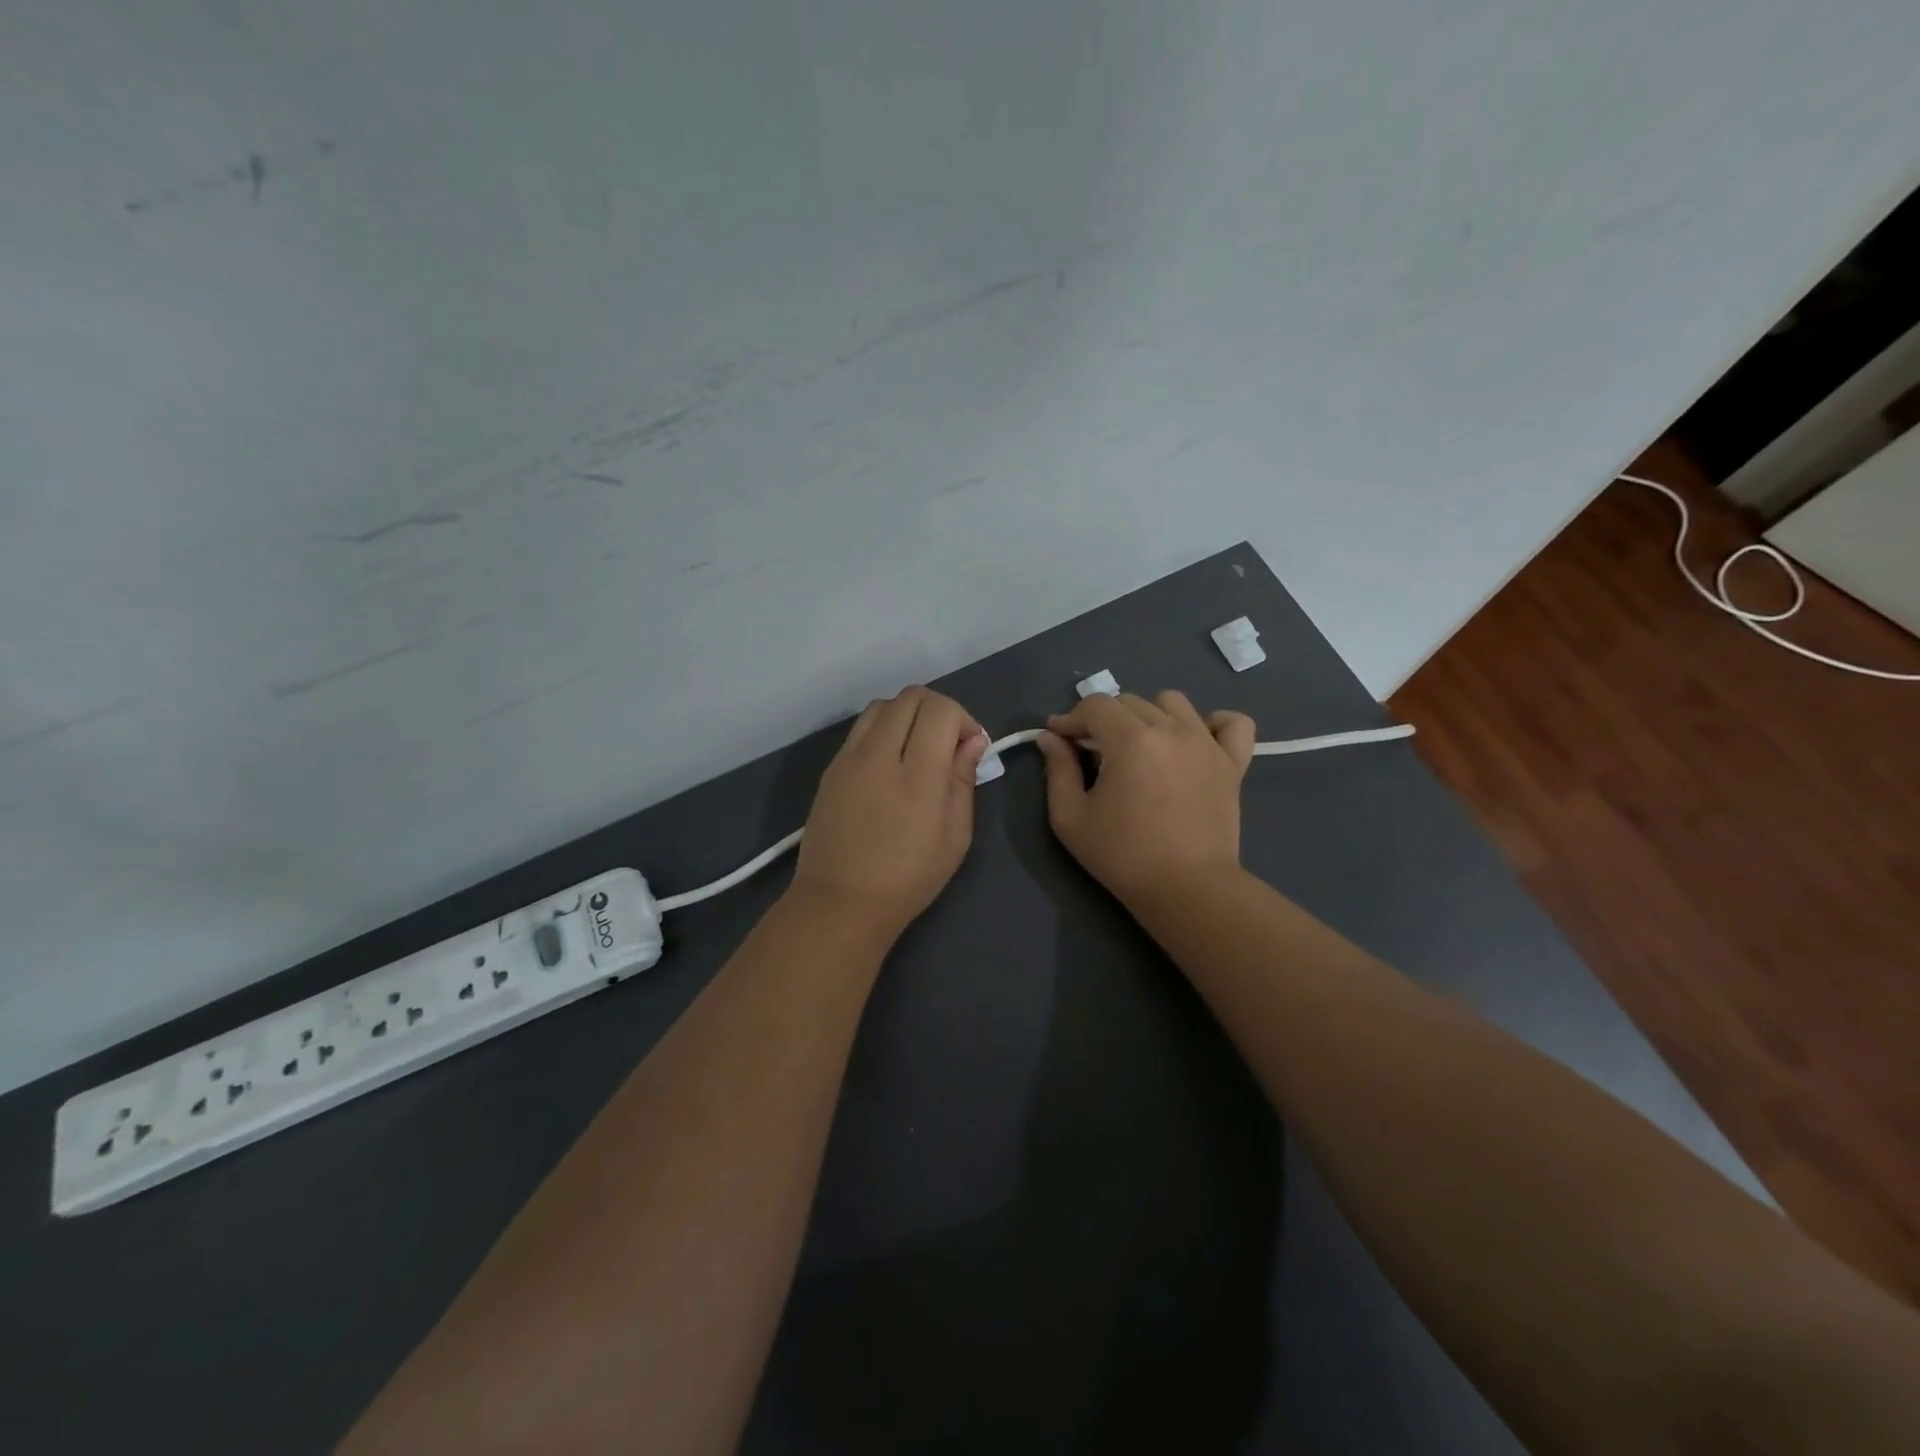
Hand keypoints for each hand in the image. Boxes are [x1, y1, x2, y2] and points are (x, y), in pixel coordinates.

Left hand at [790, 686, 988, 943]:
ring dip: (908, 715)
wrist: (840, 901)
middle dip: (939, 710)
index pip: (941, 710)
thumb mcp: (955, 837)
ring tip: (917, 750)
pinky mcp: (831, 768)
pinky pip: (861, 729)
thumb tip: (970, 742)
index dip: (964, 719)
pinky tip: (890, 765)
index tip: (970, 748)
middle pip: (911, 697)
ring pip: (883, 705)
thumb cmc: (908, 878)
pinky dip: (883, 731)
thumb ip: (963, 781)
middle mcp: (879, 754)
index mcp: (917, 774)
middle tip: (948, 744)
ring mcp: (849, 758)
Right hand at [1035, 691, 1254, 906]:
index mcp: (1131, 740)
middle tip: (1094, 752)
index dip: (1071, 718)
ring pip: (1173, 703)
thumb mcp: (1071, 818)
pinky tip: (1194, 741)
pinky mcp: (1233, 763)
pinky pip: (1232, 723)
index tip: (1059, 738)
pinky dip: (1213, 724)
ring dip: (1150, 716)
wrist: (1187, 889)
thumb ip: (1057, 770)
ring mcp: (1207, 744)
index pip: (1095, 706)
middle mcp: (1172, 729)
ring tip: (1141, 747)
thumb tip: (1050, 737)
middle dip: (1104, 719)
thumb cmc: (1123, 856)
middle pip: (1130, 701)